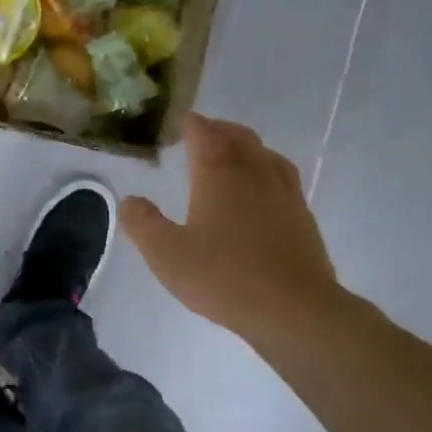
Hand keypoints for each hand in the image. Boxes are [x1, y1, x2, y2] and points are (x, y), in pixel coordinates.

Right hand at [122, 114, 345, 345]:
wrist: (293, 308)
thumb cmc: (223, 277)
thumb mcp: (166, 254)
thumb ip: (143, 224)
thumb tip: (130, 199)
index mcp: (218, 174)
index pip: (204, 134)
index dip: (191, 124)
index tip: (181, 122)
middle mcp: (253, 172)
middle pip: (237, 136)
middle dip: (218, 129)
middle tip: (202, 133)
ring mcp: (283, 192)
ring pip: (264, 153)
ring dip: (245, 145)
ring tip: (232, 153)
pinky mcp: (301, 215)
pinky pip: (281, 175)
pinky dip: (265, 168)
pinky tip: (261, 188)